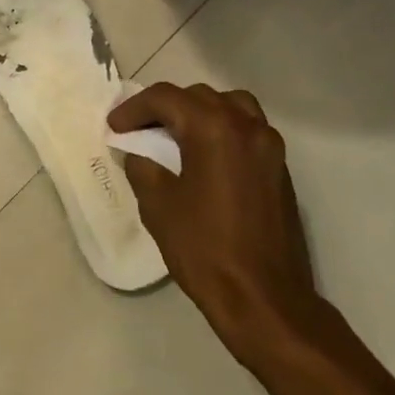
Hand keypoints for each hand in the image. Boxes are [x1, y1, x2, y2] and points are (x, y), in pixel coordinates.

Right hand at [107, 83, 322, 357]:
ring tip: (175, 137)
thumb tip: (138, 152)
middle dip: (165, 108)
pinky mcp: (279, 168)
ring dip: (198, 113)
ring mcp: (268, 145)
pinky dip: (222, 130)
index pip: (166, 98)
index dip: (134, 108)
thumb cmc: (205, 249)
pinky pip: (247, 129)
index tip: (114, 127)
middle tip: (139, 130)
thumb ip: (143, 167)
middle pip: (199, 96)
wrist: (264, 298)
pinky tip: (204, 158)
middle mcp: (246, 126)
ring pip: (230, 106)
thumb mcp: (158, 206)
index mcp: (214, 129)